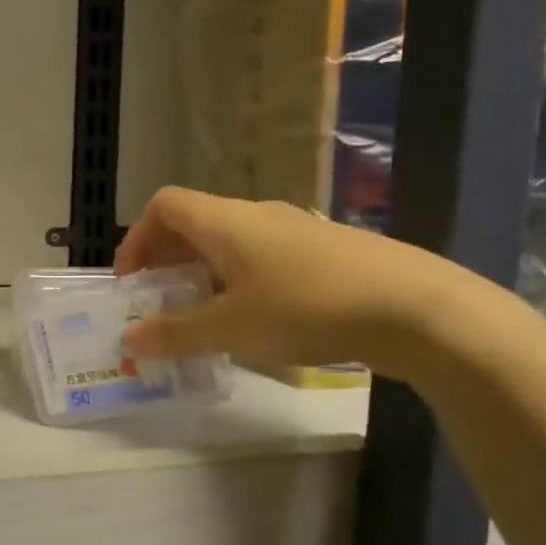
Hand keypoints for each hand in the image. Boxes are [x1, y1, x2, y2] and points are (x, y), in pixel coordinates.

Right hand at [114, 187, 494, 380]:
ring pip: (231, 242)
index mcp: (225, 221)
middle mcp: (256, 215)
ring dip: (205, 273)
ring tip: (205, 317)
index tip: (133, 281)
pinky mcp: (325, 252)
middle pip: (195, 223)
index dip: (138, 238)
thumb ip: (176, 333)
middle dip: (168, 261)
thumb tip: (129, 339)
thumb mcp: (232, 328)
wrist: (416, 307)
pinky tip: (257, 321)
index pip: (165, 205)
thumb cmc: (307, 307)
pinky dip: (241, 281)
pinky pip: (263, 257)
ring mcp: (295, 230)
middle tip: (161, 303)